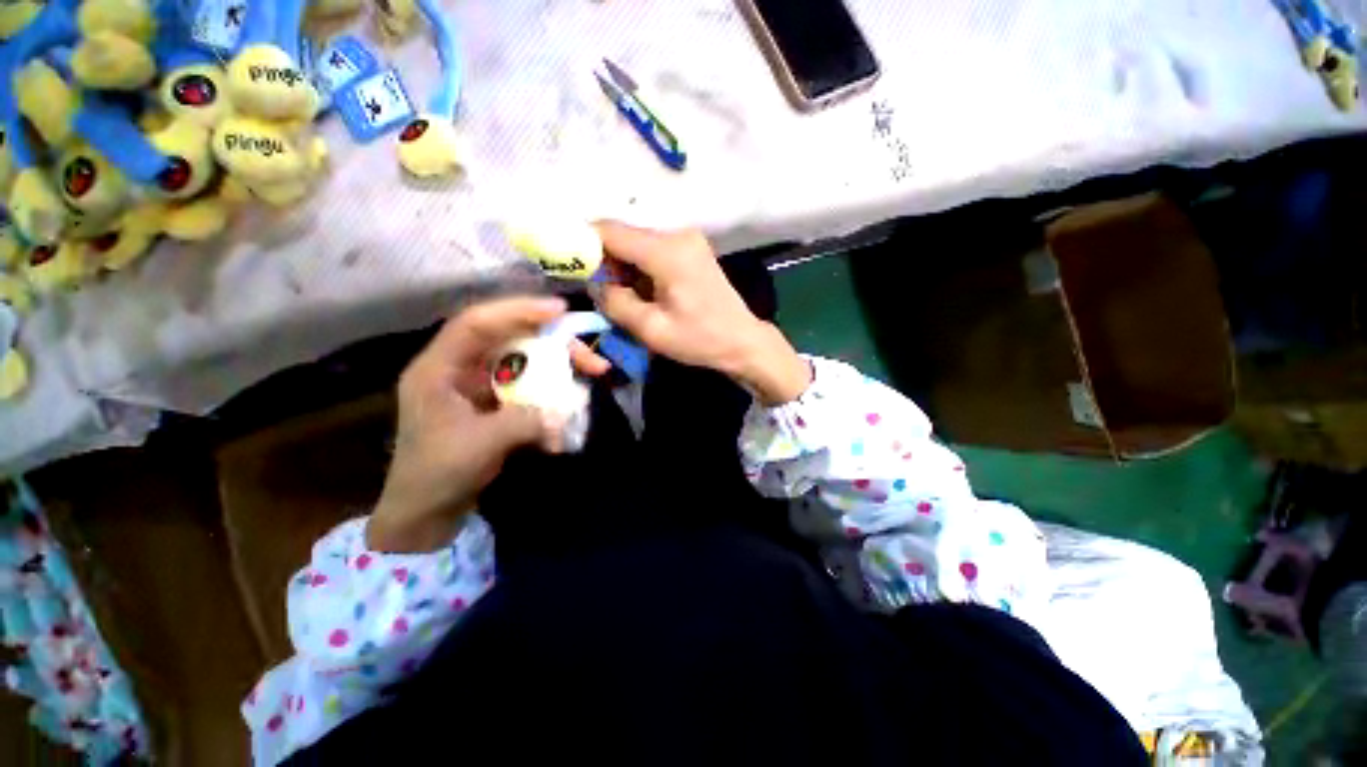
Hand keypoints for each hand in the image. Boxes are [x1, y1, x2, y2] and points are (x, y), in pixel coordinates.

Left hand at [367, 296, 609, 552]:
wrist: (428, 512)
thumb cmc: (438, 474)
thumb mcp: (480, 446)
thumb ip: (523, 421)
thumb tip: (563, 412)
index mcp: (438, 368)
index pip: (477, 323)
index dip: (518, 310)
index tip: (560, 311)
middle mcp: (460, 368)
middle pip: (511, 339)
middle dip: (554, 344)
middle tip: (591, 358)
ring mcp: (480, 385)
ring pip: (526, 360)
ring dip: (560, 367)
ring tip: (594, 373)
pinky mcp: (497, 401)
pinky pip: (531, 385)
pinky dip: (553, 392)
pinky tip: (572, 405)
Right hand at [593, 222, 810, 404]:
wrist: (742, 341)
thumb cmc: (700, 339)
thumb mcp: (651, 329)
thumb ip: (616, 302)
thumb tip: (595, 284)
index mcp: (666, 251)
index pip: (609, 230)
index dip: (581, 242)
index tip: (566, 263)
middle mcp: (677, 234)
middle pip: (623, 235)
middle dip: (603, 260)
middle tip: (597, 291)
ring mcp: (687, 240)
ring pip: (636, 244)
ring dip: (622, 266)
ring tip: (622, 297)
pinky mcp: (691, 249)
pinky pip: (652, 251)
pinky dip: (639, 268)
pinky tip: (642, 292)